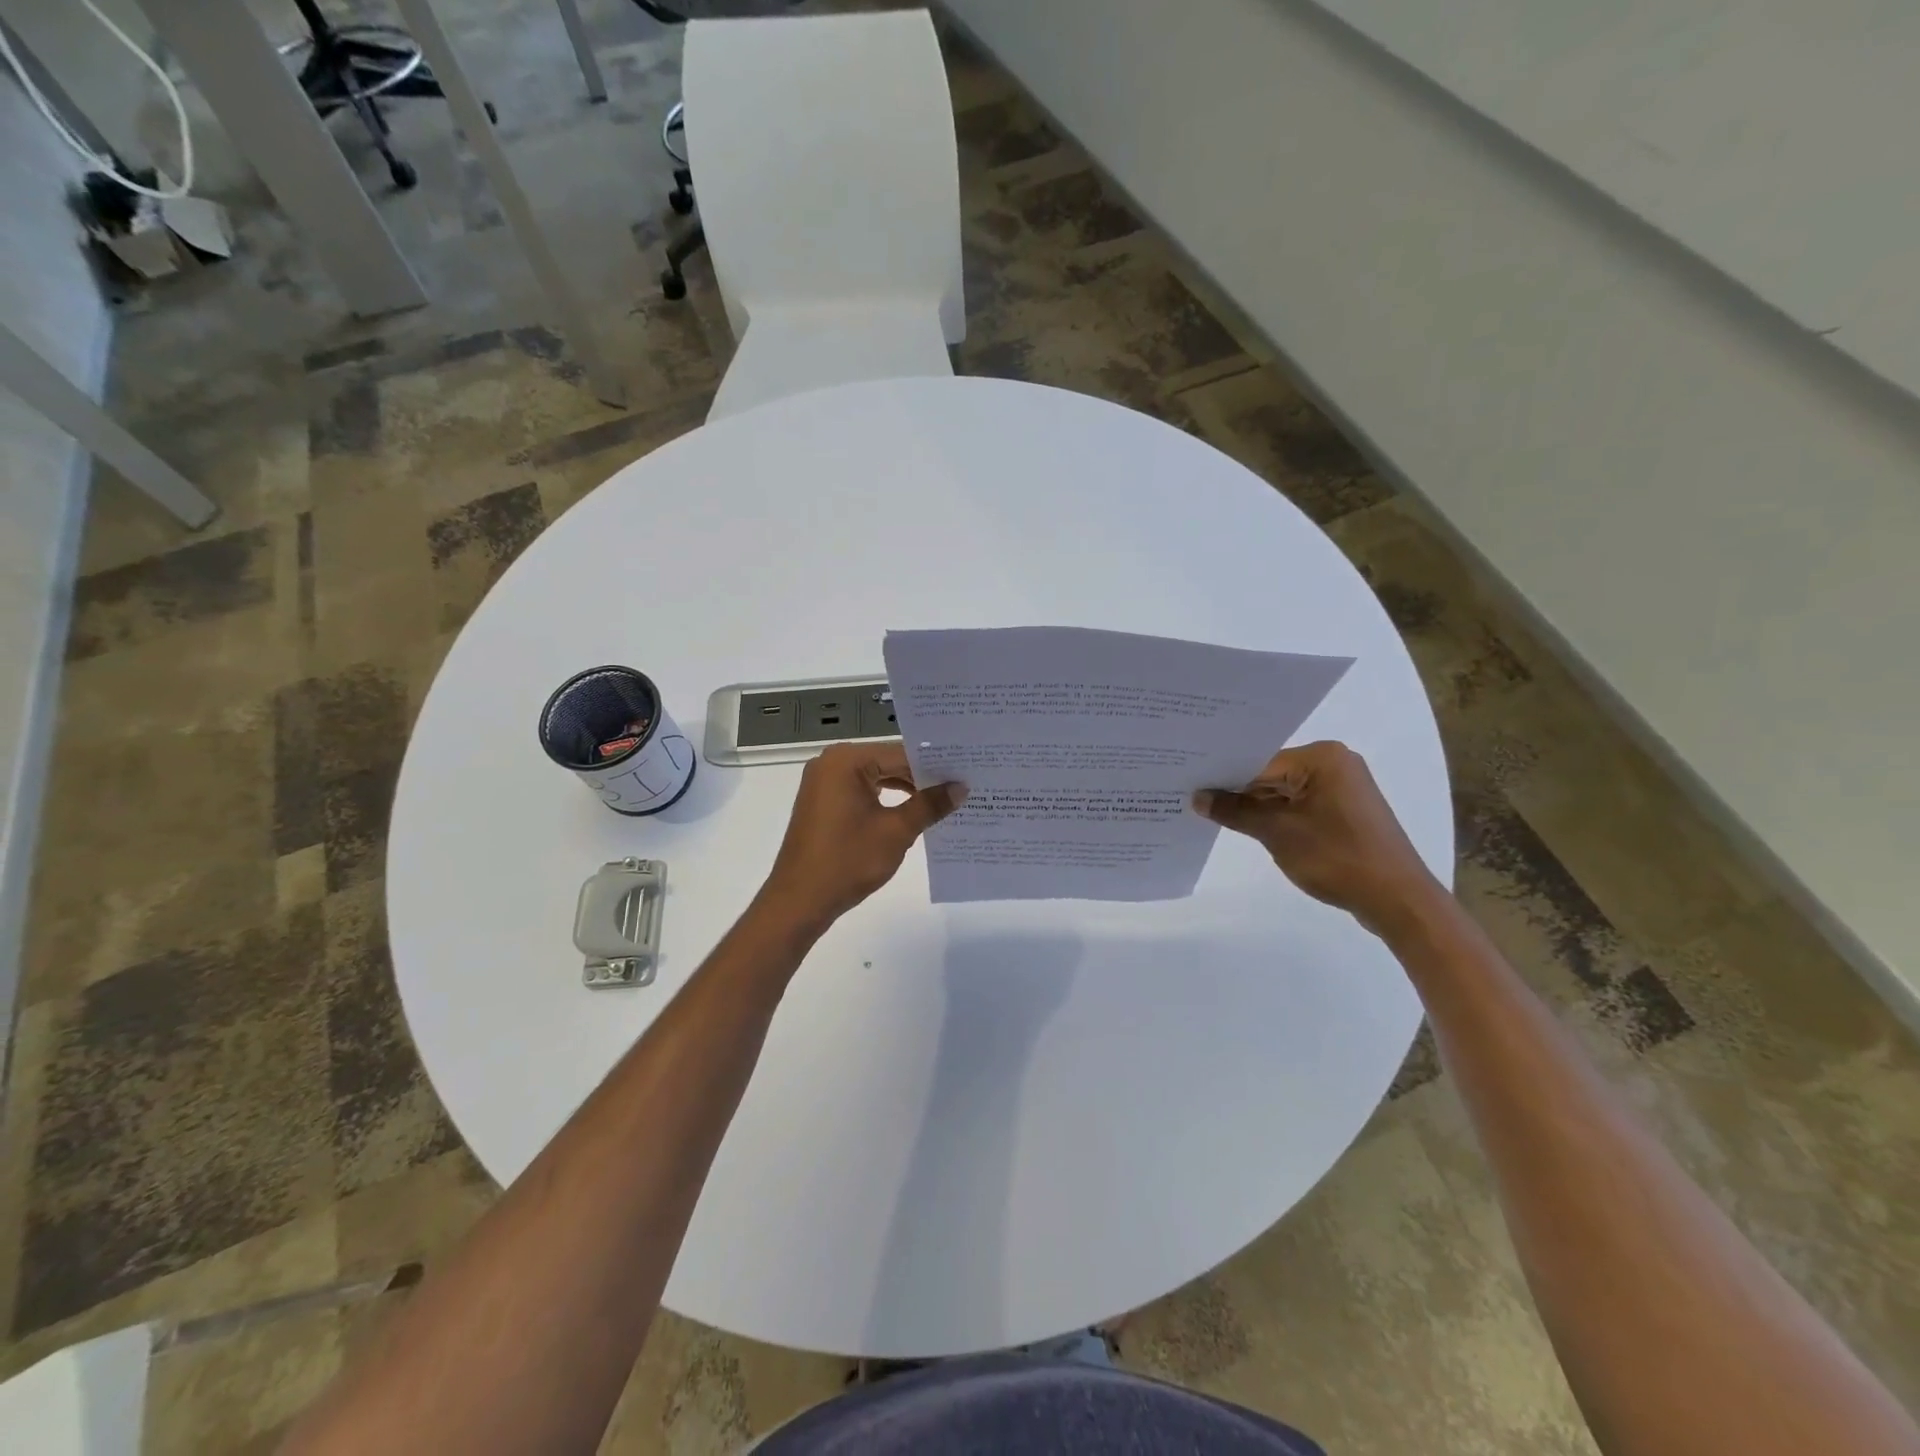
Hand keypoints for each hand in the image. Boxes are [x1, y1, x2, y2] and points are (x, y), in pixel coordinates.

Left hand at [757, 742, 964, 934]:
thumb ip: (929, 804)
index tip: (967, 771)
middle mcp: (832, 763)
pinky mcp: (824, 803)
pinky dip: (887, 801)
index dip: (936, 765)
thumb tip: (961, 787)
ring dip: (907, 790)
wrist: (799, 901)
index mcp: (846, 760)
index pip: (901, 753)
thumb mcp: (896, 831)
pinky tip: (914, 813)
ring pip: (877, 778)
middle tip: (963, 784)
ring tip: (945, 800)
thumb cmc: (847, 861)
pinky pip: (863, 792)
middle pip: (888, 762)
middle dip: (922, 777)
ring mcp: (824, 783)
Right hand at [1194, 741, 1447, 939]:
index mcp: (1322, 758)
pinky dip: (1277, 816)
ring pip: (1284, 791)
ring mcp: (1342, 788)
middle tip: (1193, 796)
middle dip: (1238, 790)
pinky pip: (1300, 805)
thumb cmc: (1337, 857)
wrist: (1397, 899)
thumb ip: (1235, 811)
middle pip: (1271, 773)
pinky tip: (1248, 825)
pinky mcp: (1345, 811)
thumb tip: (1197, 798)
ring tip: (1212, 813)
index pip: (1259, 760)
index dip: (1223, 775)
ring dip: (1257, 806)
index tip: (1189, 782)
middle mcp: (1335, 764)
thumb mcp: (1277, 832)